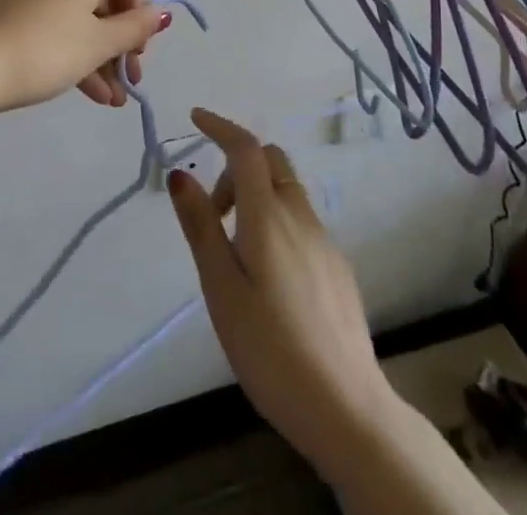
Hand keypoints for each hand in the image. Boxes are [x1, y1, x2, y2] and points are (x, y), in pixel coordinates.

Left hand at [0, 0, 170, 115]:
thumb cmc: (45, 49)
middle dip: (117, 43)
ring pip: (75, 11)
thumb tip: (162, 13)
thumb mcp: (98, 43)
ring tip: (107, 100)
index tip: (138, 54)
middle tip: (126, 82)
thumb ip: (135, 28)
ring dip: (95, 53)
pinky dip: (68, 44)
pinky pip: (51, 14)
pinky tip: (82, 89)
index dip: (139, 16)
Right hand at [168, 109, 394, 483]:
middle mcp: (300, 216)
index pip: (245, 148)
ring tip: (235, 250)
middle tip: (214, 210)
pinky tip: (268, 275)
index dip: (220, 126)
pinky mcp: (337, 268)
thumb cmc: (270, 348)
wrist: (347, 409)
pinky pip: (301, 220)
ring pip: (287, 191)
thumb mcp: (221, 289)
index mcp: (268, 216)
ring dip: (257, 194)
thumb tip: (179, 173)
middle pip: (271, 161)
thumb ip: (201, 226)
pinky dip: (276, 219)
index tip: (196, 118)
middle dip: (237, 165)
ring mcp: (324, 241)